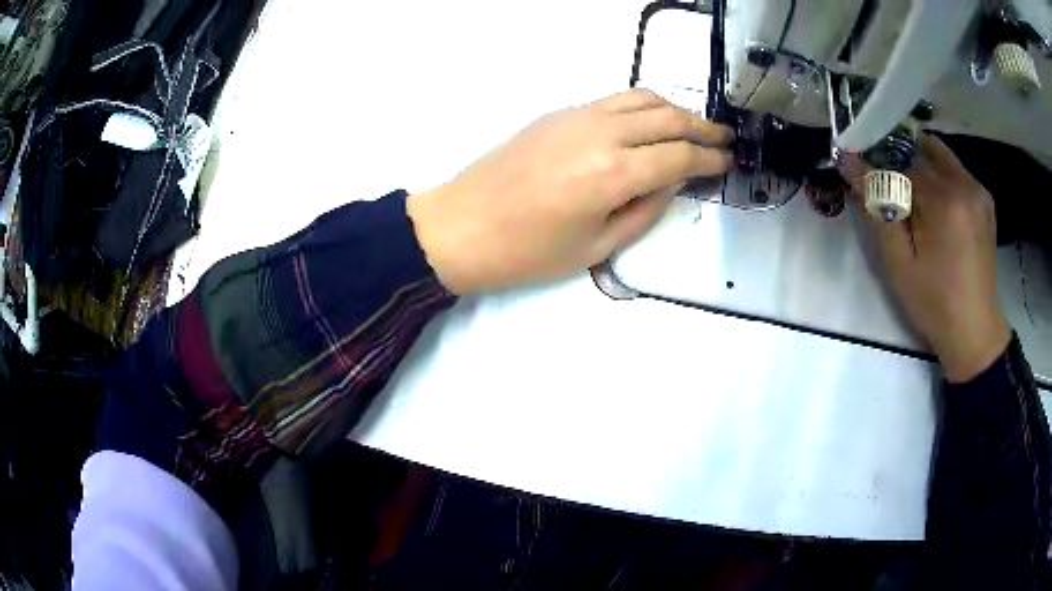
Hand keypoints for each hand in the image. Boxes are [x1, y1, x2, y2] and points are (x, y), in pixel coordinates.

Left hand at [407, 89, 733, 294]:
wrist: (461, 226)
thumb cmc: (526, 252)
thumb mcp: (596, 248)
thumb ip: (644, 211)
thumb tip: (673, 183)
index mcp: (612, 174)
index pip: (679, 156)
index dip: (710, 159)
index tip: (728, 162)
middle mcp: (601, 134)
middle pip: (667, 118)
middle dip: (703, 128)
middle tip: (724, 140)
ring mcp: (578, 116)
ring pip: (642, 99)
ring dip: (676, 110)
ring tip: (694, 127)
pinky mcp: (560, 113)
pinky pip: (615, 99)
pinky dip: (643, 105)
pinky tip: (650, 122)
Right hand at [841, 135, 1010, 382]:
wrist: (975, 331)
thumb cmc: (935, 305)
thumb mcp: (899, 263)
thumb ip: (878, 207)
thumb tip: (850, 162)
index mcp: (945, 200)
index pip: (900, 158)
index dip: (876, 159)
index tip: (856, 165)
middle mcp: (965, 183)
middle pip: (920, 148)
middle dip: (897, 158)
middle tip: (883, 181)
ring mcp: (978, 189)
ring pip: (938, 155)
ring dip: (918, 164)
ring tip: (907, 194)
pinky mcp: (984, 199)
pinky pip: (954, 170)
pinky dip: (937, 175)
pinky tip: (932, 204)